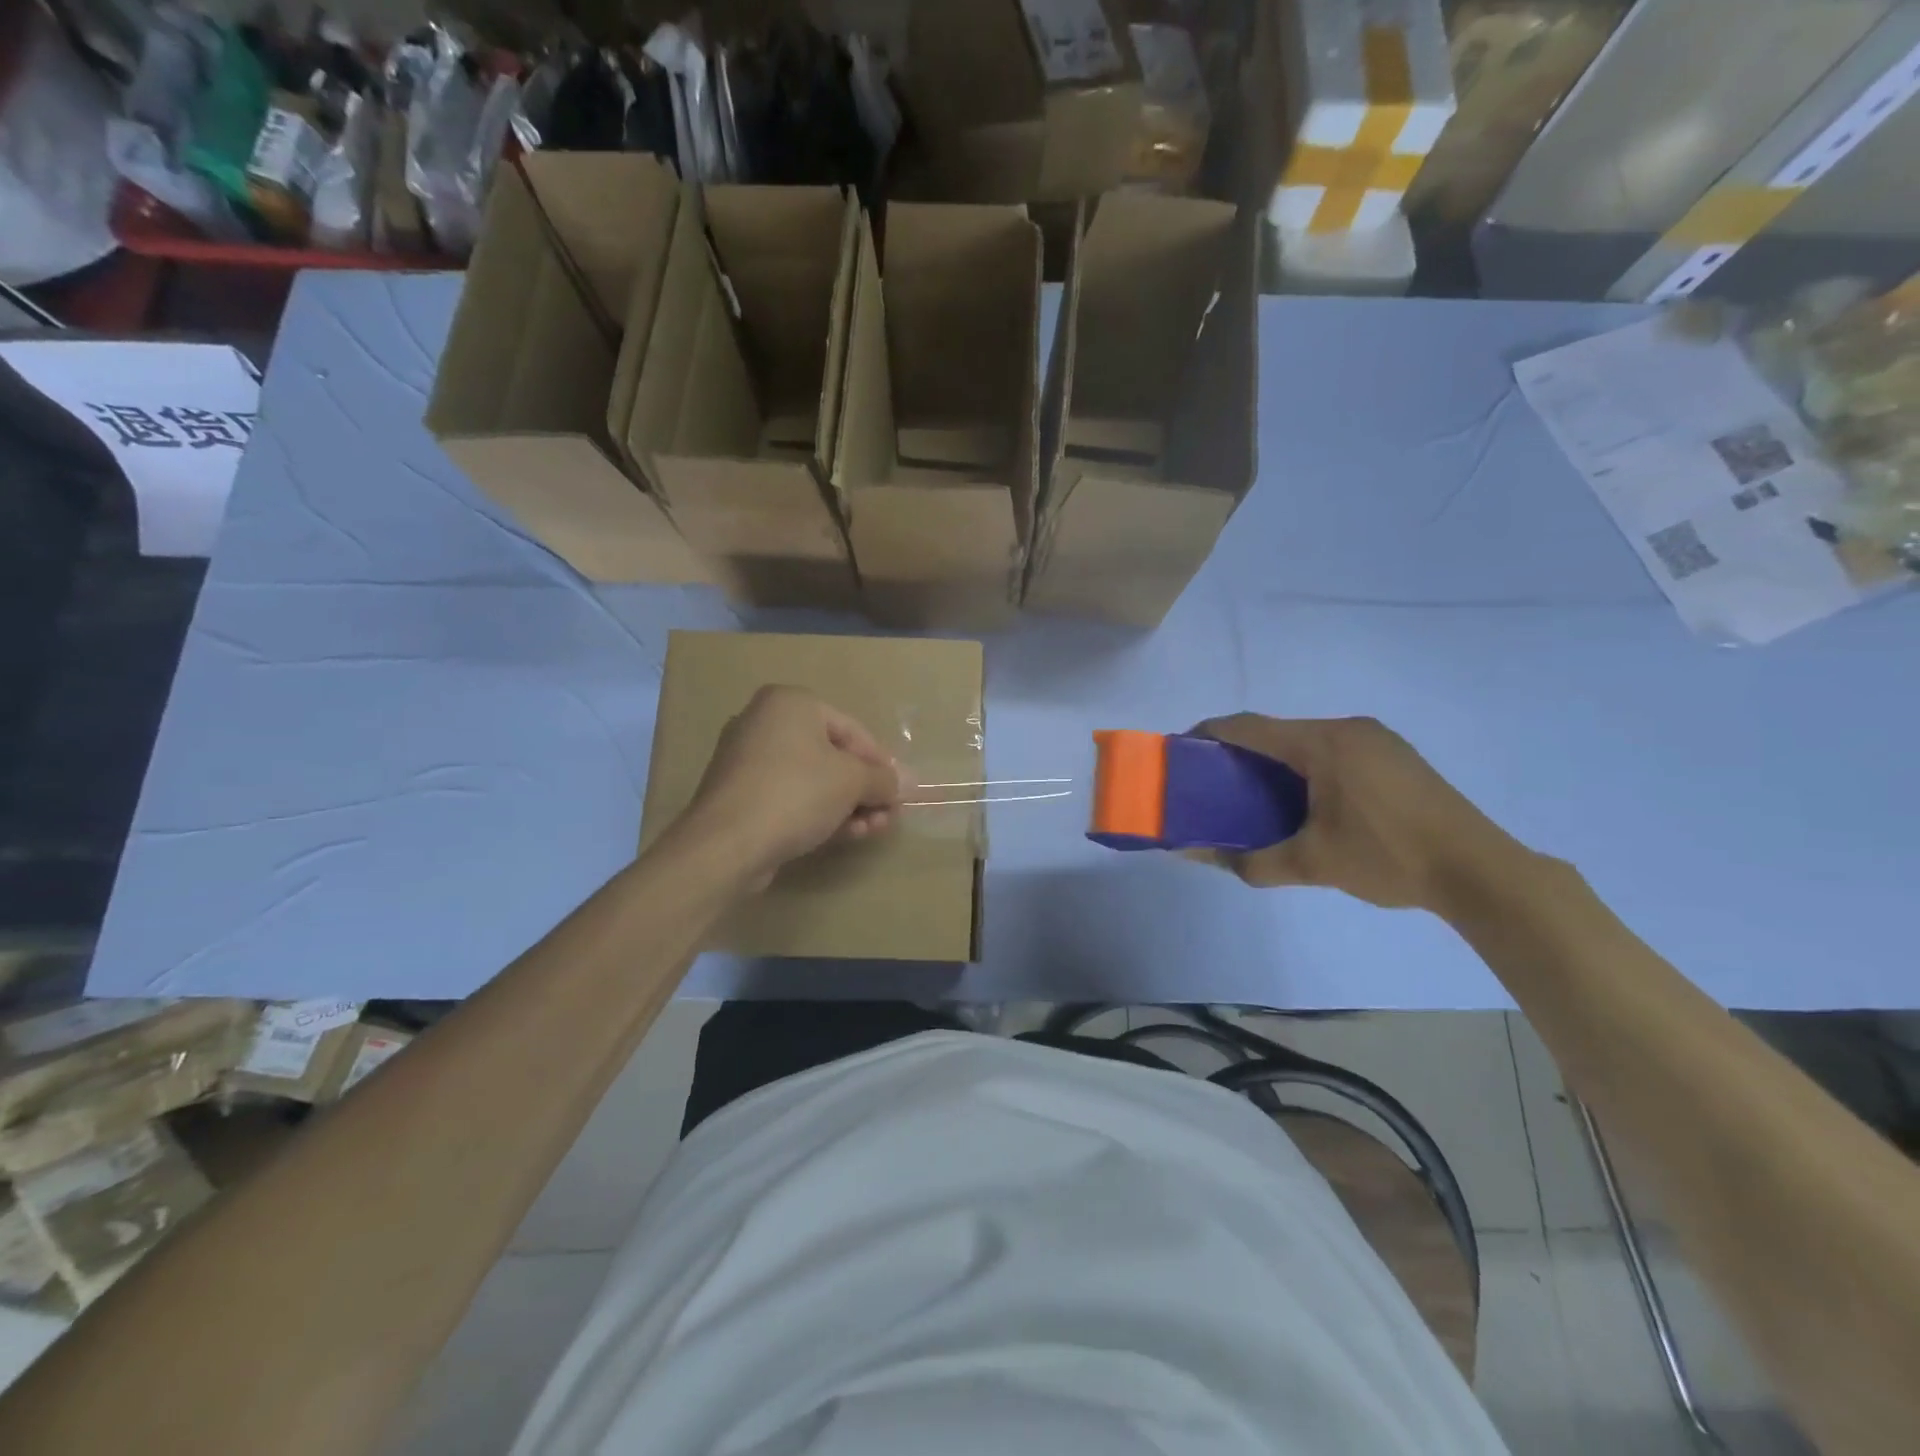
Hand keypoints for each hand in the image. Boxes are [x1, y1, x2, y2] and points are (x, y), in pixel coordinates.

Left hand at [677, 686, 903, 889]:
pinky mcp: (740, 796)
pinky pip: (790, 797)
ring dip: (848, 805)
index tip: (900, 791)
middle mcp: (765, 723)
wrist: (726, 845)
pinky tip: (844, 835)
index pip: (852, 729)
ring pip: (813, 780)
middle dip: (865, 789)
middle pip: (833, 756)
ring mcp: (747, 761)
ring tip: (871, 830)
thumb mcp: (851, 782)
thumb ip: (884, 779)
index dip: (881, 762)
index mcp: (790, 703)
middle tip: (888, 815)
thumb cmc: (795, 794)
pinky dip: (818, 812)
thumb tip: (909, 782)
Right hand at [1187, 715, 1527, 913]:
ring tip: (1253, 793)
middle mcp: (1348, 728)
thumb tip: (1198, 858)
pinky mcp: (1395, 755)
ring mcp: (1377, 739)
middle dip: (1241, 752)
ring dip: (1275, 760)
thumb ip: (1251, 861)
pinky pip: (1334, 750)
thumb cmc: (1388, 858)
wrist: (1479, 870)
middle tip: (1213, 782)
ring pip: (1307, 740)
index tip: (1181, 749)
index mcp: (1324, 743)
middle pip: (1278, 731)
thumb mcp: (1312, 864)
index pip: (1250, 727)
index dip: (1211, 733)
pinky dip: (1306, 766)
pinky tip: (1304, 799)